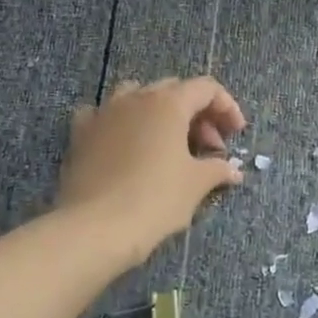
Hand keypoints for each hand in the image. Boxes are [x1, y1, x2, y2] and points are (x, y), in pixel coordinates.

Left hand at [57, 77, 246, 266]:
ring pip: (137, 96)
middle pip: (174, 90)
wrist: (95, 228)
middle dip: (197, 113)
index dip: (227, 107)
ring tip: (168, 142)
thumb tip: (232, 170)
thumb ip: (218, 168)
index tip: (236, 134)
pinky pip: (104, 115)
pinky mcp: (80, 134)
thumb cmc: (155, 199)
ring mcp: (103, 113)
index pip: (206, 88)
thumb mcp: (196, 184)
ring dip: (159, 113)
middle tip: (209, 146)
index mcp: (168, 103)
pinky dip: (120, 123)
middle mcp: (135, 98)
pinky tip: (124, 143)